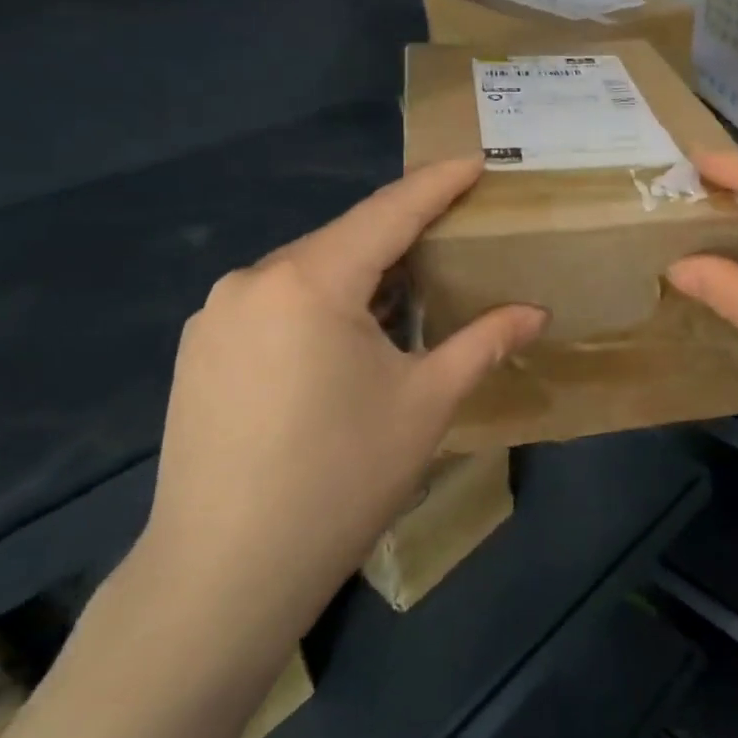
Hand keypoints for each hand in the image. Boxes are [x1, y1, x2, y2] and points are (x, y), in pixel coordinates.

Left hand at [138, 159, 545, 647]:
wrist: (222, 576)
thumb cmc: (340, 478)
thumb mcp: (427, 403)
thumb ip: (484, 343)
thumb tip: (536, 313)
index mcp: (311, 282)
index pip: (389, 213)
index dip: (437, 184)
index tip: (475, 161)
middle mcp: (253, 281)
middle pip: (345, 240)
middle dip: (401, 234)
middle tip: (452, 233)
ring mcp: (217, 317)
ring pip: (307, 272)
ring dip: (360, 275)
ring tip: (406, 292)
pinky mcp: (200, 352)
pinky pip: (275, 304)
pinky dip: (320, 304)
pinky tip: (344, 340)